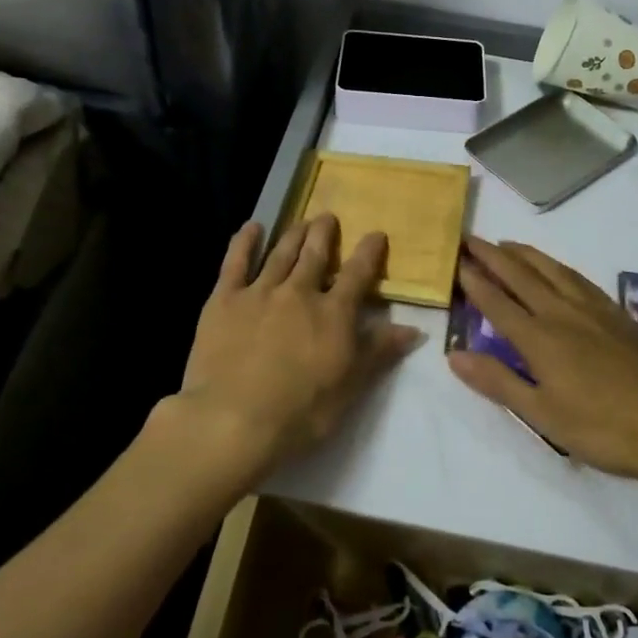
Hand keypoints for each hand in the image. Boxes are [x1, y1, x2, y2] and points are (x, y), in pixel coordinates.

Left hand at [166, 215, 421, 489]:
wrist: (233, 420)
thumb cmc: (300, 412)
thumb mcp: (350, 387)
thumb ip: (379, 352)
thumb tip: (414, 329)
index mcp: (334, 314)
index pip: (358, 274)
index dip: (369, 252)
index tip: (376, 234)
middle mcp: (299, 292)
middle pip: (315, 254)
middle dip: (324, 233)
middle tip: (328, 217)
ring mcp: (259, 292)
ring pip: (281, 253)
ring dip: (293, 234)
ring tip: (301, 221)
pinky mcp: (224, 300)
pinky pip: (235, 263)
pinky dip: (245, 242)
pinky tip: (252, 228)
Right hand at [447, 237, 637, 483]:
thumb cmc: (607, 429)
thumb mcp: (544, 415)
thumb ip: (498, 381)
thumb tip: (454, 355)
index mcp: (540, 338)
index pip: (497, 302)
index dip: (474, 281)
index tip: (455, 261)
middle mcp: (562, 313)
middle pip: (521, 276)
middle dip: (493, 256)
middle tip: (470, 239)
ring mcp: (594, 310)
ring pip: (552, 269)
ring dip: (525, 254)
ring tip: (506, 244)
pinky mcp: (618, 314)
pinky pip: (578, 277)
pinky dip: (557, 265)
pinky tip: (557, 268)